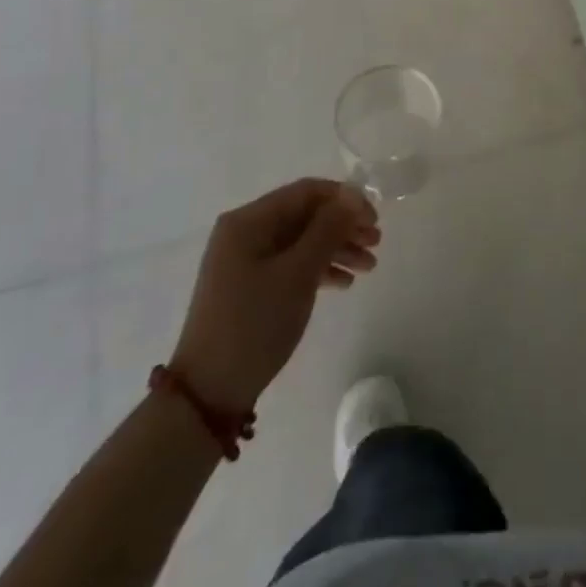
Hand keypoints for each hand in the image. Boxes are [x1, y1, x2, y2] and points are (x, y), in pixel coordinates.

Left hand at [172, 180, 381, 413]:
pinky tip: (345, 283)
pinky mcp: (250, 287)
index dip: (344, 199)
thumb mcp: (297, 273)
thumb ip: (328, 229)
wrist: (208, 394)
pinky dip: (319, 269)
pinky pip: (291, 264)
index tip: (374, 218)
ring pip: (301, 241)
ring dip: (337, 248)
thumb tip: (352, 195)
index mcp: (249, 221)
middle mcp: (245, 233)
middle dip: (343, 226)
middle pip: (305, 216)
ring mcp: (246, 261)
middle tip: (377, 242)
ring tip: (369, 266)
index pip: (305, 192)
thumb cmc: (254, 324)